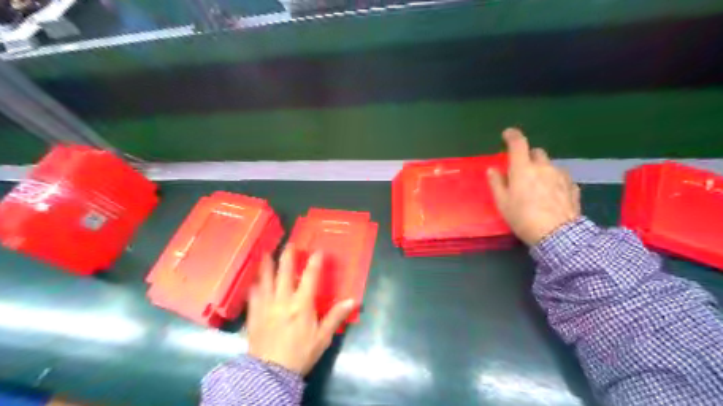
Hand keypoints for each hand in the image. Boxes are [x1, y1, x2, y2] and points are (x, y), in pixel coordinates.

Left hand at [246, 246, 355, 375]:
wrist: (270, 373)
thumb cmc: (300, 353)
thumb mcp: (322, 337)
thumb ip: (336, 317)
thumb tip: (353, 301)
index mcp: (301, 304)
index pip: (310, 277)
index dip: (315, 261)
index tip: (318, 250)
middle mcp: (282, 300)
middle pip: (284, 272)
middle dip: (288, 256)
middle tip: (290, 244)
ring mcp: (266, 305)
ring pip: (265, 280)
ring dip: (266, 265)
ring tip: (266, 253)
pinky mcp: (254, 314)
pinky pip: (253, 295)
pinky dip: (254, 285)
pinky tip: (253, 281)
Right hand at [486, 128, 579, 244]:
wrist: (557, 235)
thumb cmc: (523, 217)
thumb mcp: (502, 203)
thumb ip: (496, 183)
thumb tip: (492, 170)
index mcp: (523, 168)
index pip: (518, 143)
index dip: (512, 135)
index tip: (507, 135)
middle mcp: (543, 167)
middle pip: (536, 152)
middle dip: (528, 157)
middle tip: (521, 171)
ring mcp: (561, 176)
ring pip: (550, 165)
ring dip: (542, 170)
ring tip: (537, 187)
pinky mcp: (573, 187)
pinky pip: (561, 177)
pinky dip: (554, 180)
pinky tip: (551, 195)